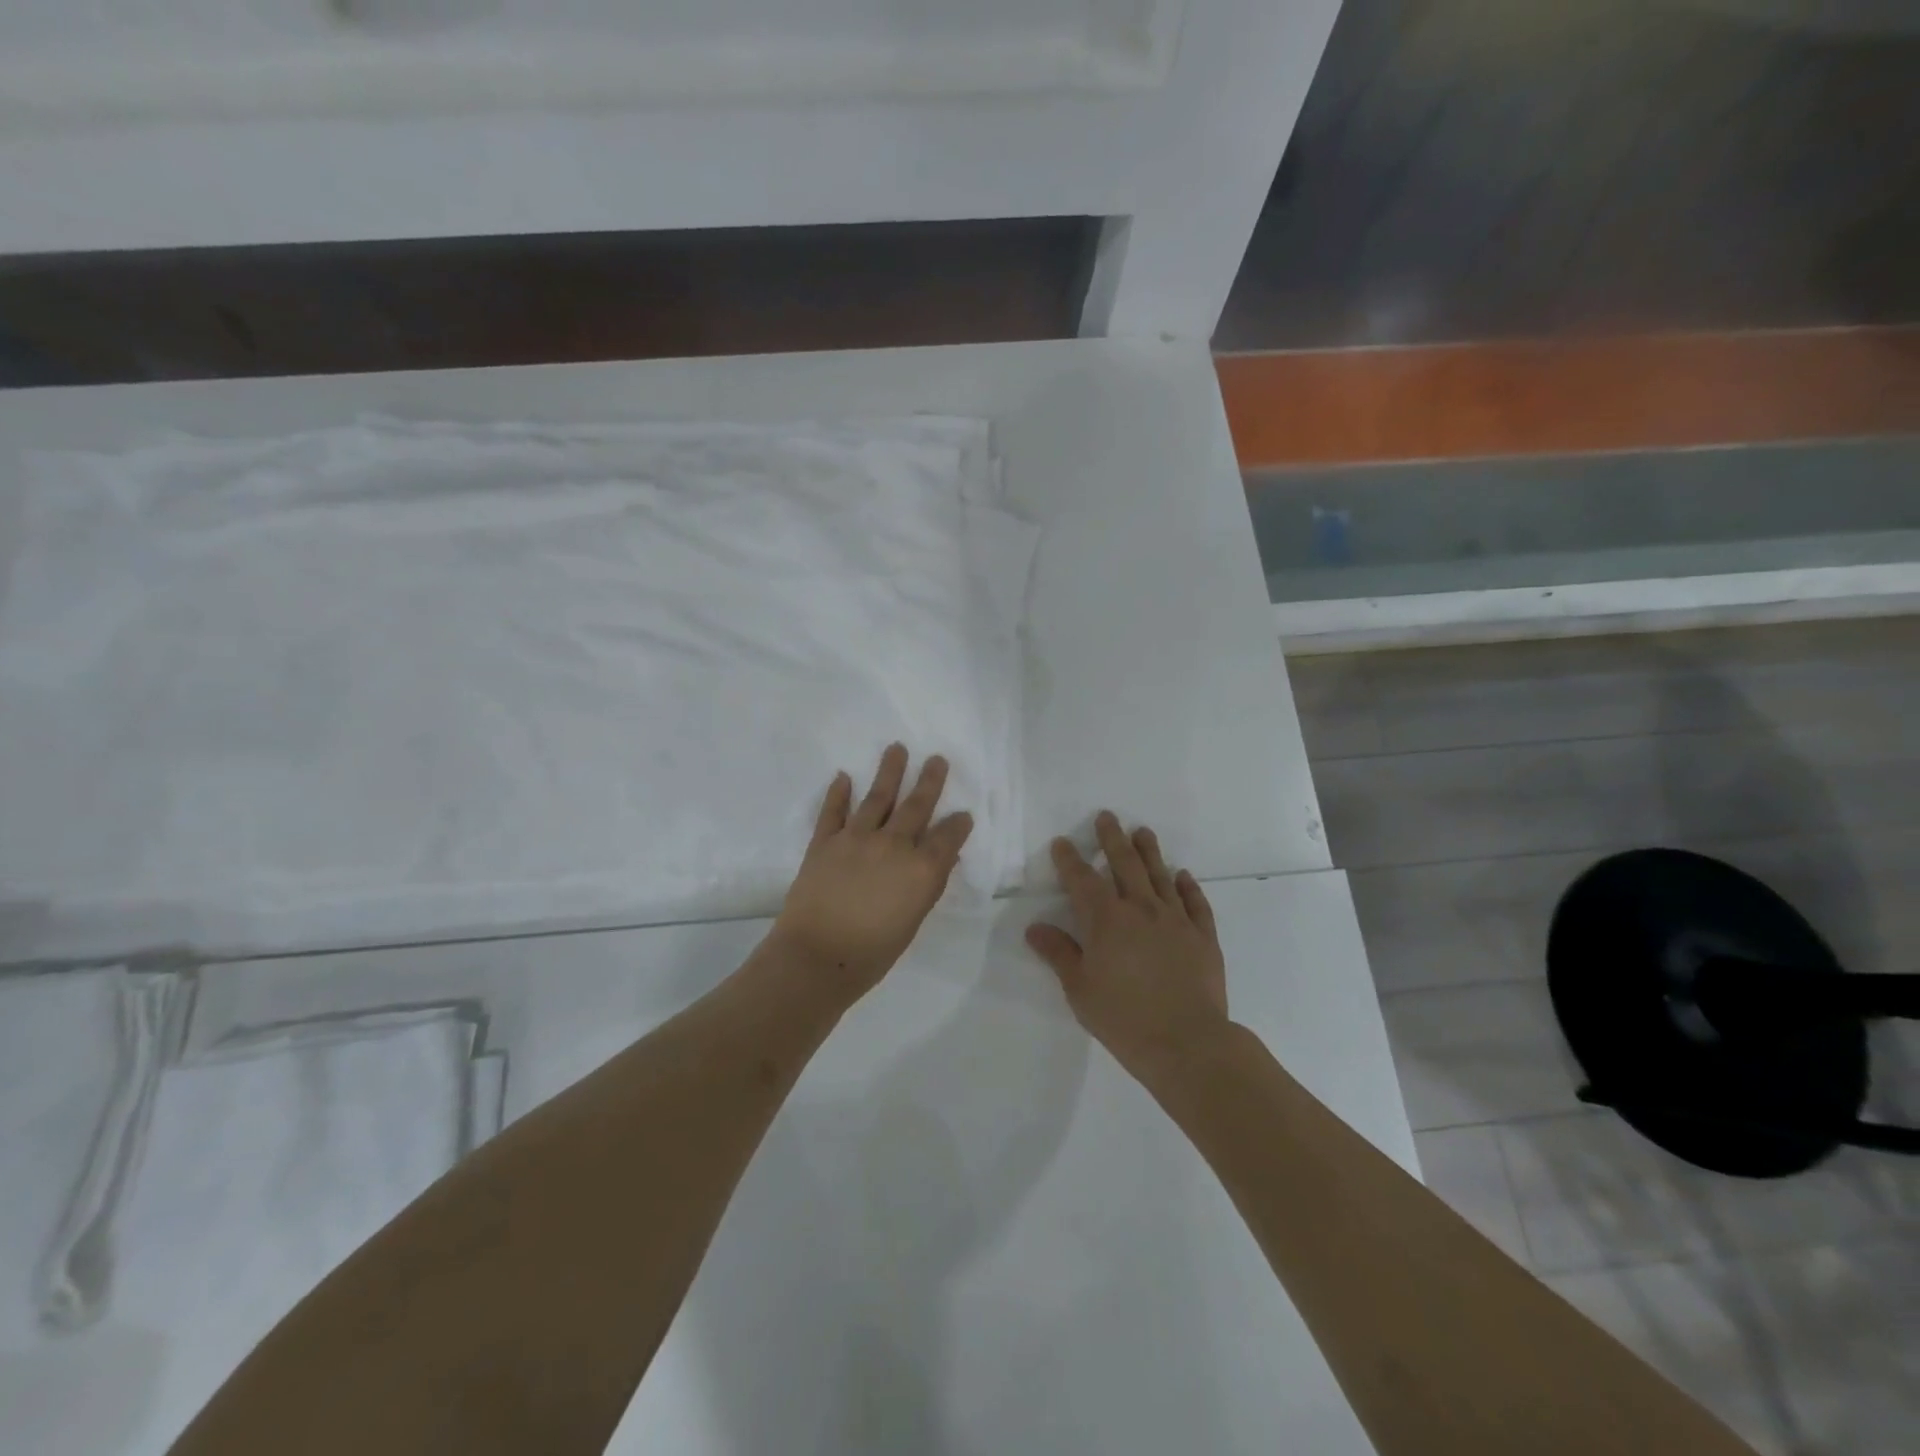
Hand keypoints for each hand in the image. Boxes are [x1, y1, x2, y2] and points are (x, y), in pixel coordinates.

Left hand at [769, 744, 973, 1004]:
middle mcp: (893, 844)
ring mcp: (856, 838)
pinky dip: (838, 793)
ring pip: (877, 797)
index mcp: (920, 868)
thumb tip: (940, 860)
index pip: (947, 836)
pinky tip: (843, 776)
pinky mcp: (824, 842)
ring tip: (896, 749)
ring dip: (889, 772)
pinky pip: (833, 811)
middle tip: (937, 759)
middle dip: (929, 781)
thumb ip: (926, 887)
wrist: (816, 957)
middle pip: (916, 806)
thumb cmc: (872, 953)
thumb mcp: (912, 922)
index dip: (958, 824)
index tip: (963, 814)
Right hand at [1026, 812, 1228, 1086]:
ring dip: (1150, 852)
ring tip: (1143, 832)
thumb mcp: (1080, 989)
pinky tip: (1183, 876)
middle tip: (1107, 817)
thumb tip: (1035, 927)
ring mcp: (1176, 920)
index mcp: (1107, 920)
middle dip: (1112, 839)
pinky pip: (1195, 903)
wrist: (1187, 1043)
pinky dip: (1188, 887)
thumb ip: (1059, 953)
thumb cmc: (1124, 1018)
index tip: (1062, 842)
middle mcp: (1142, 909)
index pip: (1083, 880)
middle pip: (1125, 864)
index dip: (1070, 859)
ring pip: (1161, 876)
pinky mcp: (1204, 937)